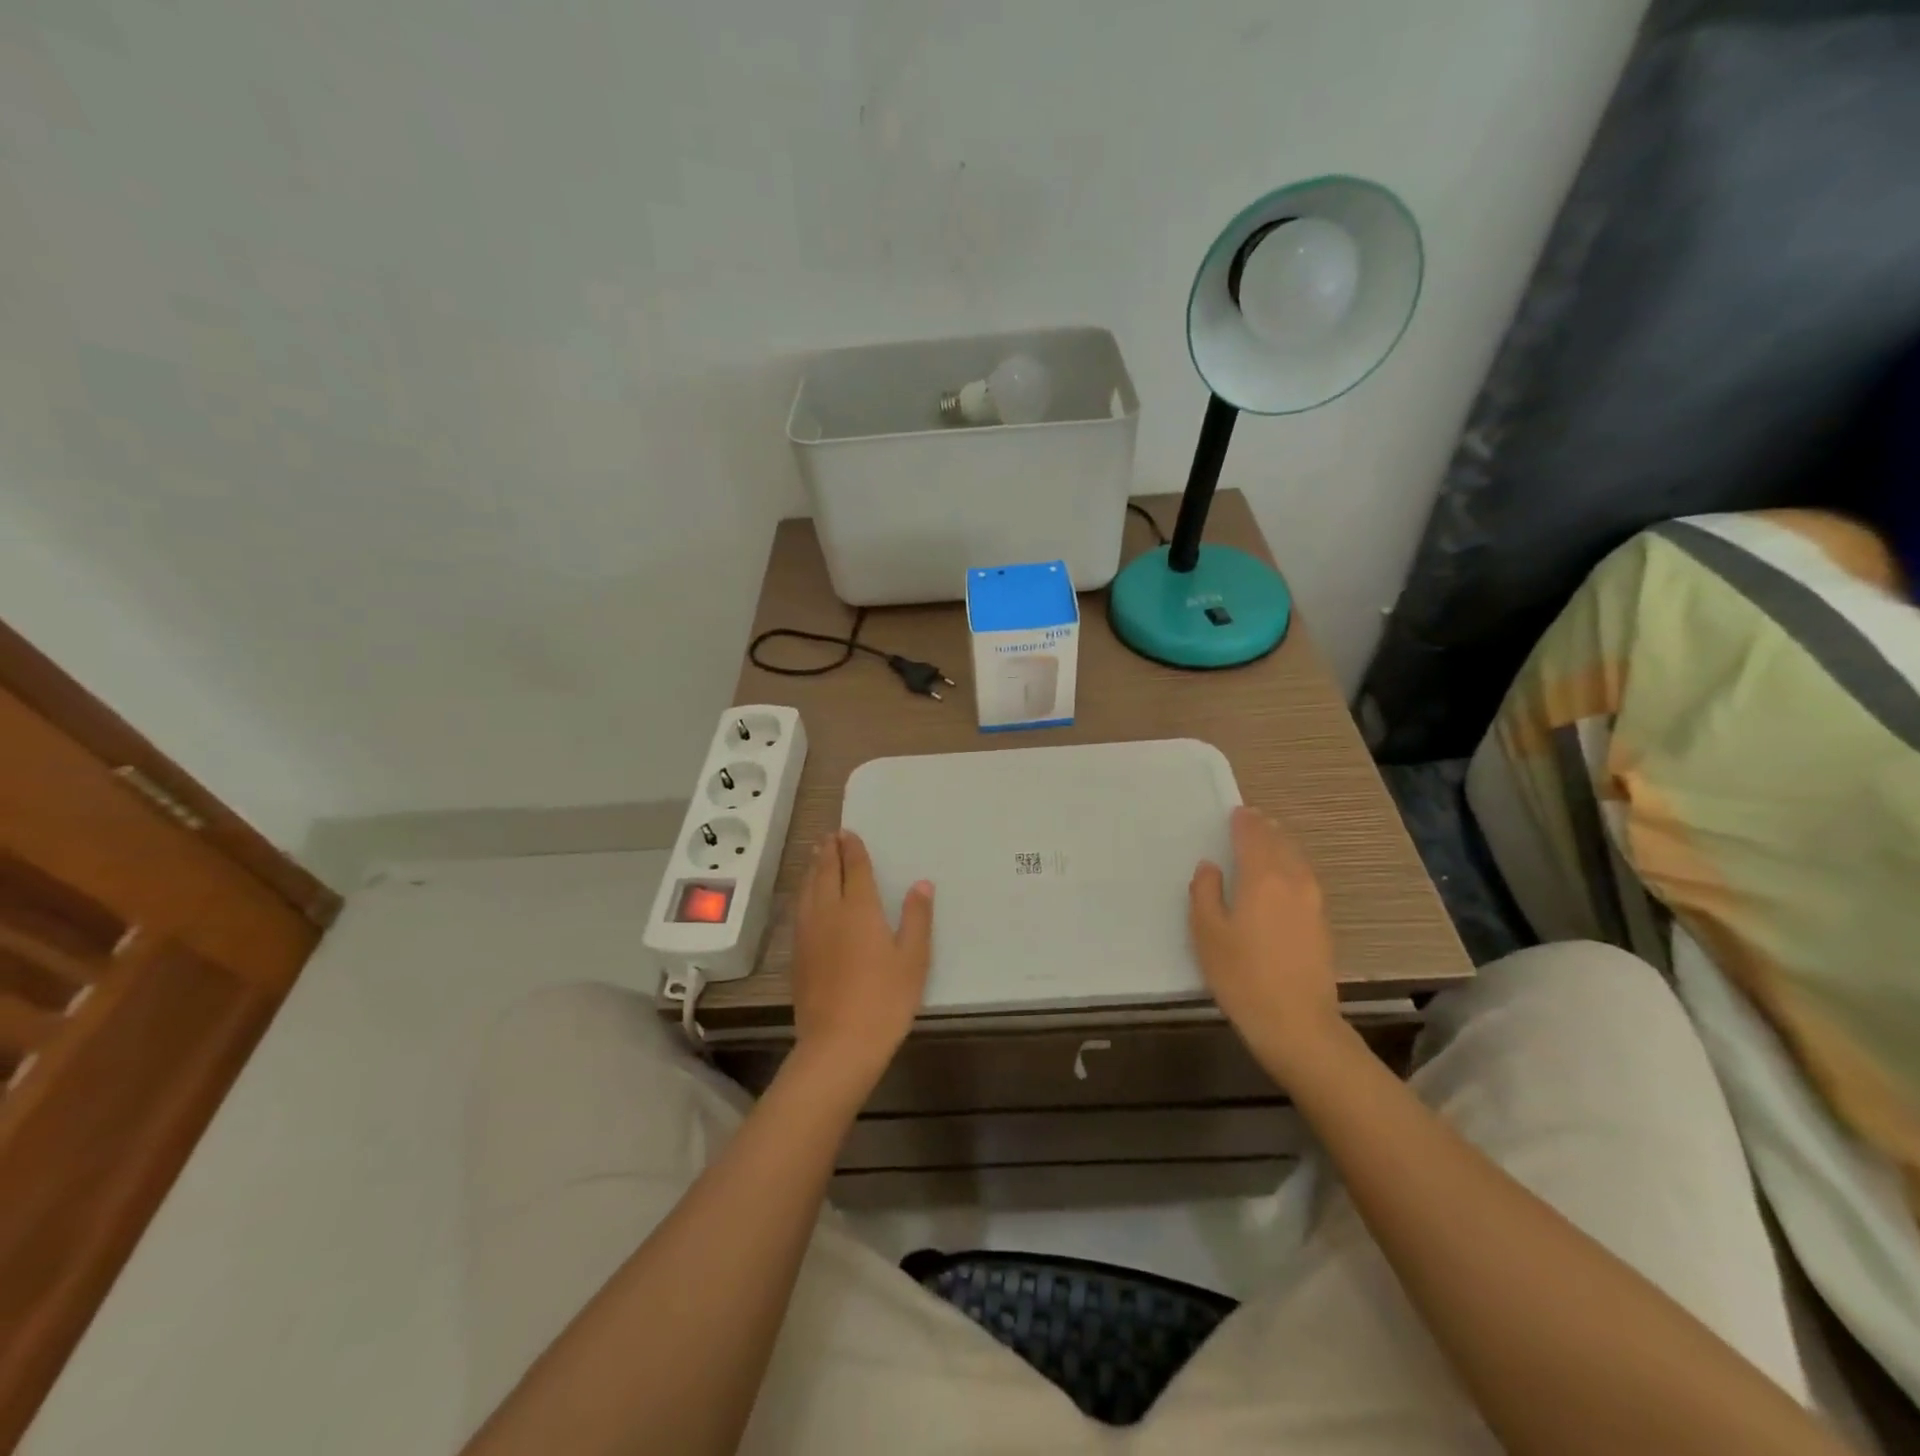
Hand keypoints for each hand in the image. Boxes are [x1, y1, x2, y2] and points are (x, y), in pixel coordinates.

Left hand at [789, 830, 932, 1093]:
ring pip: (808, 890)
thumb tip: (921, 884)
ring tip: (816, 855)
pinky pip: (799, 910)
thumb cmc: (885, 1000)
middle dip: (829, 852)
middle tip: (830, 836)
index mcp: (859, 909)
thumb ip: (917, 918)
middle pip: (826, 873)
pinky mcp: (797, 954)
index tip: (848, 833)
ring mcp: (809, 933)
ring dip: (813, 868)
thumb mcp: (913, 959)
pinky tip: (806, 897)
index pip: (854, 869)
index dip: (852, 849)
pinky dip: (804, 893)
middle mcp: (829, 912)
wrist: (838, 1044)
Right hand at [1190, 807, 1343, 1079]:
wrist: (1296, 1023)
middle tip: (1249, 821)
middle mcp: (1293, 881)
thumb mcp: (1207, 933)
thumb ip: (1205, 892)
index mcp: (1262, 877)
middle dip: (1264, 829)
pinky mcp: (1322, 923)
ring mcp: (1313, 902)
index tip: (1235, 812)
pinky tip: (1282, 879)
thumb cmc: (1241, 975)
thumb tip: (1210, 867)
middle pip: (1280, 843)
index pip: (1254, 836)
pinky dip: (1292, 867)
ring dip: (1281, 846)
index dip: (1244, 822)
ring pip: (1298, 860)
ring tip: (1267, 843)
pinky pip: (1305, 879)